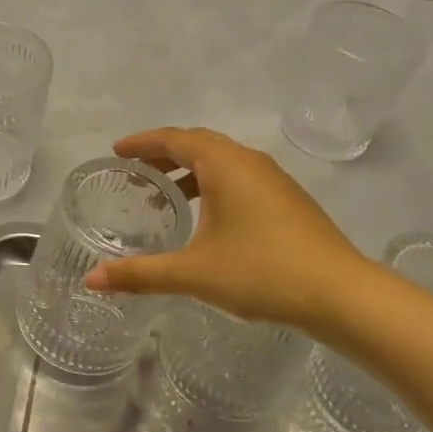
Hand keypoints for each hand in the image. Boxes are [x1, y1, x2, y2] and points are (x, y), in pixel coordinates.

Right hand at [84, 128, 364, 331]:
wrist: (340, 293)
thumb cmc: (262, 272)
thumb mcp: (194, 273)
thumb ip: (140, 274)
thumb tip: (92, 281)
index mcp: (224, 164)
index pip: (174, 138)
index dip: (142, 142)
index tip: (117, 151)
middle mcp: (249, 161)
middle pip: (198, 143)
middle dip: (164, 154)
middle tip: (135, 172)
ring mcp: (273, 179)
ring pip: (222, 161)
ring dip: (190, 171)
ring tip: (164, 197)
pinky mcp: (287, 200)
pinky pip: (239, 177)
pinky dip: (213, 185)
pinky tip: (207, 218)